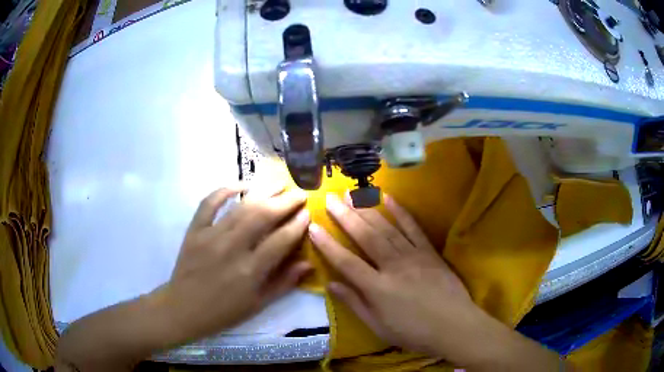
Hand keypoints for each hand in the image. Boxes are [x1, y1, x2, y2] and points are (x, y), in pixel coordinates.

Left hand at [157, 186, 311, 341]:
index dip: (297, 224)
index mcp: (250, 271)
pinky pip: (209, 203)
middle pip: (263, 216)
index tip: (308, 212)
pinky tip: (240, 184)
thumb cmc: (224, 311)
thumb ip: (284, 282)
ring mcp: (210, 236)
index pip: (281, 240)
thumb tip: (309, 263)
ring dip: (263, 191)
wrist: (184, 309)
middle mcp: (232, 248)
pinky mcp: (195, 230)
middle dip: (285, 201)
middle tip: (300, 193)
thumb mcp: (258, 304)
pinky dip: (224, 190)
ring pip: (241, 206)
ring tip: (280, 183)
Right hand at [308, 193, 499, 364]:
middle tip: (330, 198)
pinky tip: (389, 198)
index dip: (327, 244)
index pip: (346, 261)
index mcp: (377, 287)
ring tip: (352, 194)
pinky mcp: (429, 251)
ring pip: (386, 228)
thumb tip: (331, 284)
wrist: (454, 326)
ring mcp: (413, 255)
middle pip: (365, 236)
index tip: (313, 227)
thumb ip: (355, 303)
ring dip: (367, 209)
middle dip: (345, 216)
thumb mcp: (378, 326)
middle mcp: (393, 266)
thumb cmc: (414, 332)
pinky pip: (413, 227)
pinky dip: (401, 212)